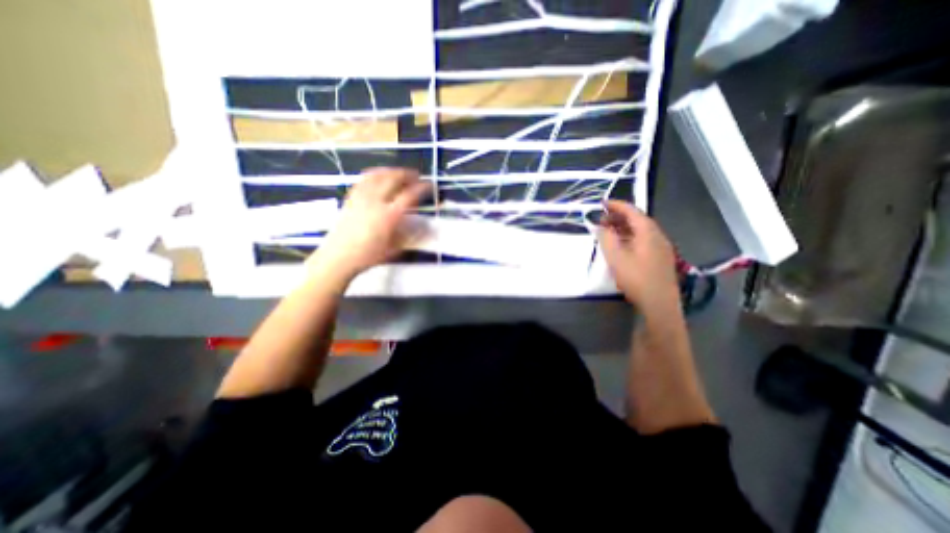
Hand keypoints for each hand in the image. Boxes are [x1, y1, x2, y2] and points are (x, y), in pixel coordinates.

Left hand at [309, 168, 430, 279]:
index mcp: (389, 216)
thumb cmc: (368, 256)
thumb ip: (411, 236)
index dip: (421, 188)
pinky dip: (375, 173)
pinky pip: (363, 179)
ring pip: (378, 175)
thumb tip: (428, 229)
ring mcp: (361, 198)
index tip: (429, 185)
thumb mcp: (394, 249)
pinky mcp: (351, 198)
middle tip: (417, 176)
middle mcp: (376, 202)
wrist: (339, 257)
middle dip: (407, 174)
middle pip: (393, 179)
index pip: (409, 195)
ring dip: (392, 171)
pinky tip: (379, 176)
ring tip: (400, 173)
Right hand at [596, 200, 679, 310]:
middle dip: (618, 216)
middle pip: (637, 219)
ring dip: (624, 227)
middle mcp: (657, 235)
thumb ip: (606, 238)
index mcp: (648, 232)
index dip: (616, 205)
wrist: (659, 303)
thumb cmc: (636, 278)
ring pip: (641, 230)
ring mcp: (661, 247)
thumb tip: (600, 226)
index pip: (632, 211)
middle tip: (601, 219)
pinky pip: (643, 240)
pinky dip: (630, 236)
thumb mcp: (616, 257)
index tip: (602, 203)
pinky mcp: (660, 258)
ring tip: (608, 231)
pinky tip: (621, 245)